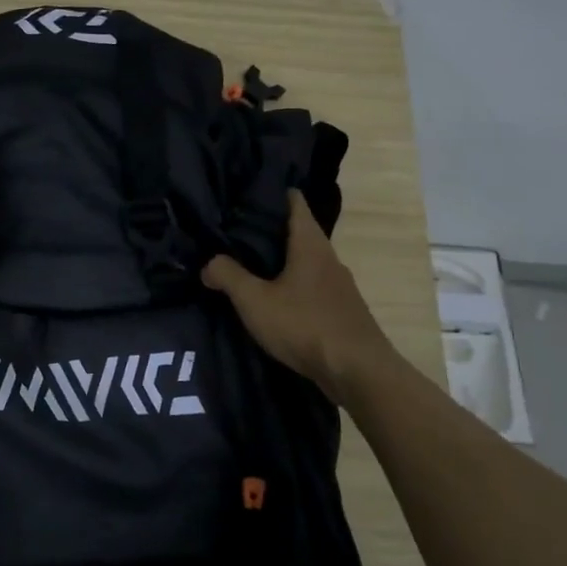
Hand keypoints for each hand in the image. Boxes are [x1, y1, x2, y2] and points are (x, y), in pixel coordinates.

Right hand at [201, 190, 396, 398]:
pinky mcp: (340, 310)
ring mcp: (338, 285)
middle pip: (297, 232)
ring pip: (304, 261)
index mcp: (310, 243)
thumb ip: (227, 276)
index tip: (243, 193)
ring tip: (247, 266)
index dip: (270, 193)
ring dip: (279, 261)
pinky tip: (272, 300)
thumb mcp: (254, 300)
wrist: (358, 372)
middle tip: (233, 231)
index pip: (293, 201)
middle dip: (267, 230)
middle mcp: (328, 257)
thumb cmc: (304, 324)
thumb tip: (209, 264)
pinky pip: (310, 286)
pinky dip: (290, 285)